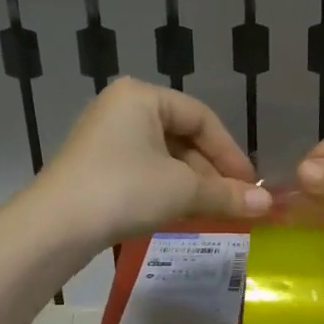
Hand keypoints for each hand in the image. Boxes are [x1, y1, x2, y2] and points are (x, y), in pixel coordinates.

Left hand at [35, 78, 270, 247]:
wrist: (54, 227)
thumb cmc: (124, 191)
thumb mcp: (182, 191)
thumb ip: (228, 194)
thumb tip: (269, 205)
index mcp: (142, 96)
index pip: (202, 118)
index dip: (231, 153)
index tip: (251, 185)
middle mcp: (122, 108)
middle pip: (183, 137)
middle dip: (211, 173)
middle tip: (234, 202)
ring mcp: (105, 137)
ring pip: (164, 157)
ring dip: (192, 184)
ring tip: (213, 211)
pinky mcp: (95, 165)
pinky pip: (143, 170)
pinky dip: (167, 189)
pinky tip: (181, 212)